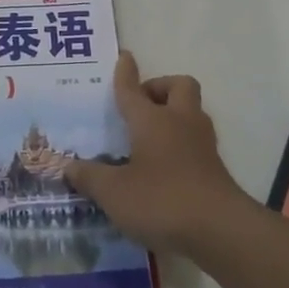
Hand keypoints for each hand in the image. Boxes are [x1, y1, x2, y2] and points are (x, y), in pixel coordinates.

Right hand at [64, 51, 253, 256]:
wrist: (221, 230)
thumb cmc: (162, 200)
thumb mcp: (114, 193)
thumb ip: (90, 178)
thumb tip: (68, 167)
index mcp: (151, 120)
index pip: (132, 89)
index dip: (125, 73)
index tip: (124, 57)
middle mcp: (180, 122)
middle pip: (178, 86)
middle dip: (160, 88)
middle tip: (141, 106)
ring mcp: (202, 143)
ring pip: (192, 111)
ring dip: (174, 114)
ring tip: (151, 136)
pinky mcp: (215, 167)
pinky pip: (196, 140)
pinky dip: (182, 143)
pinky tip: (166, 165)